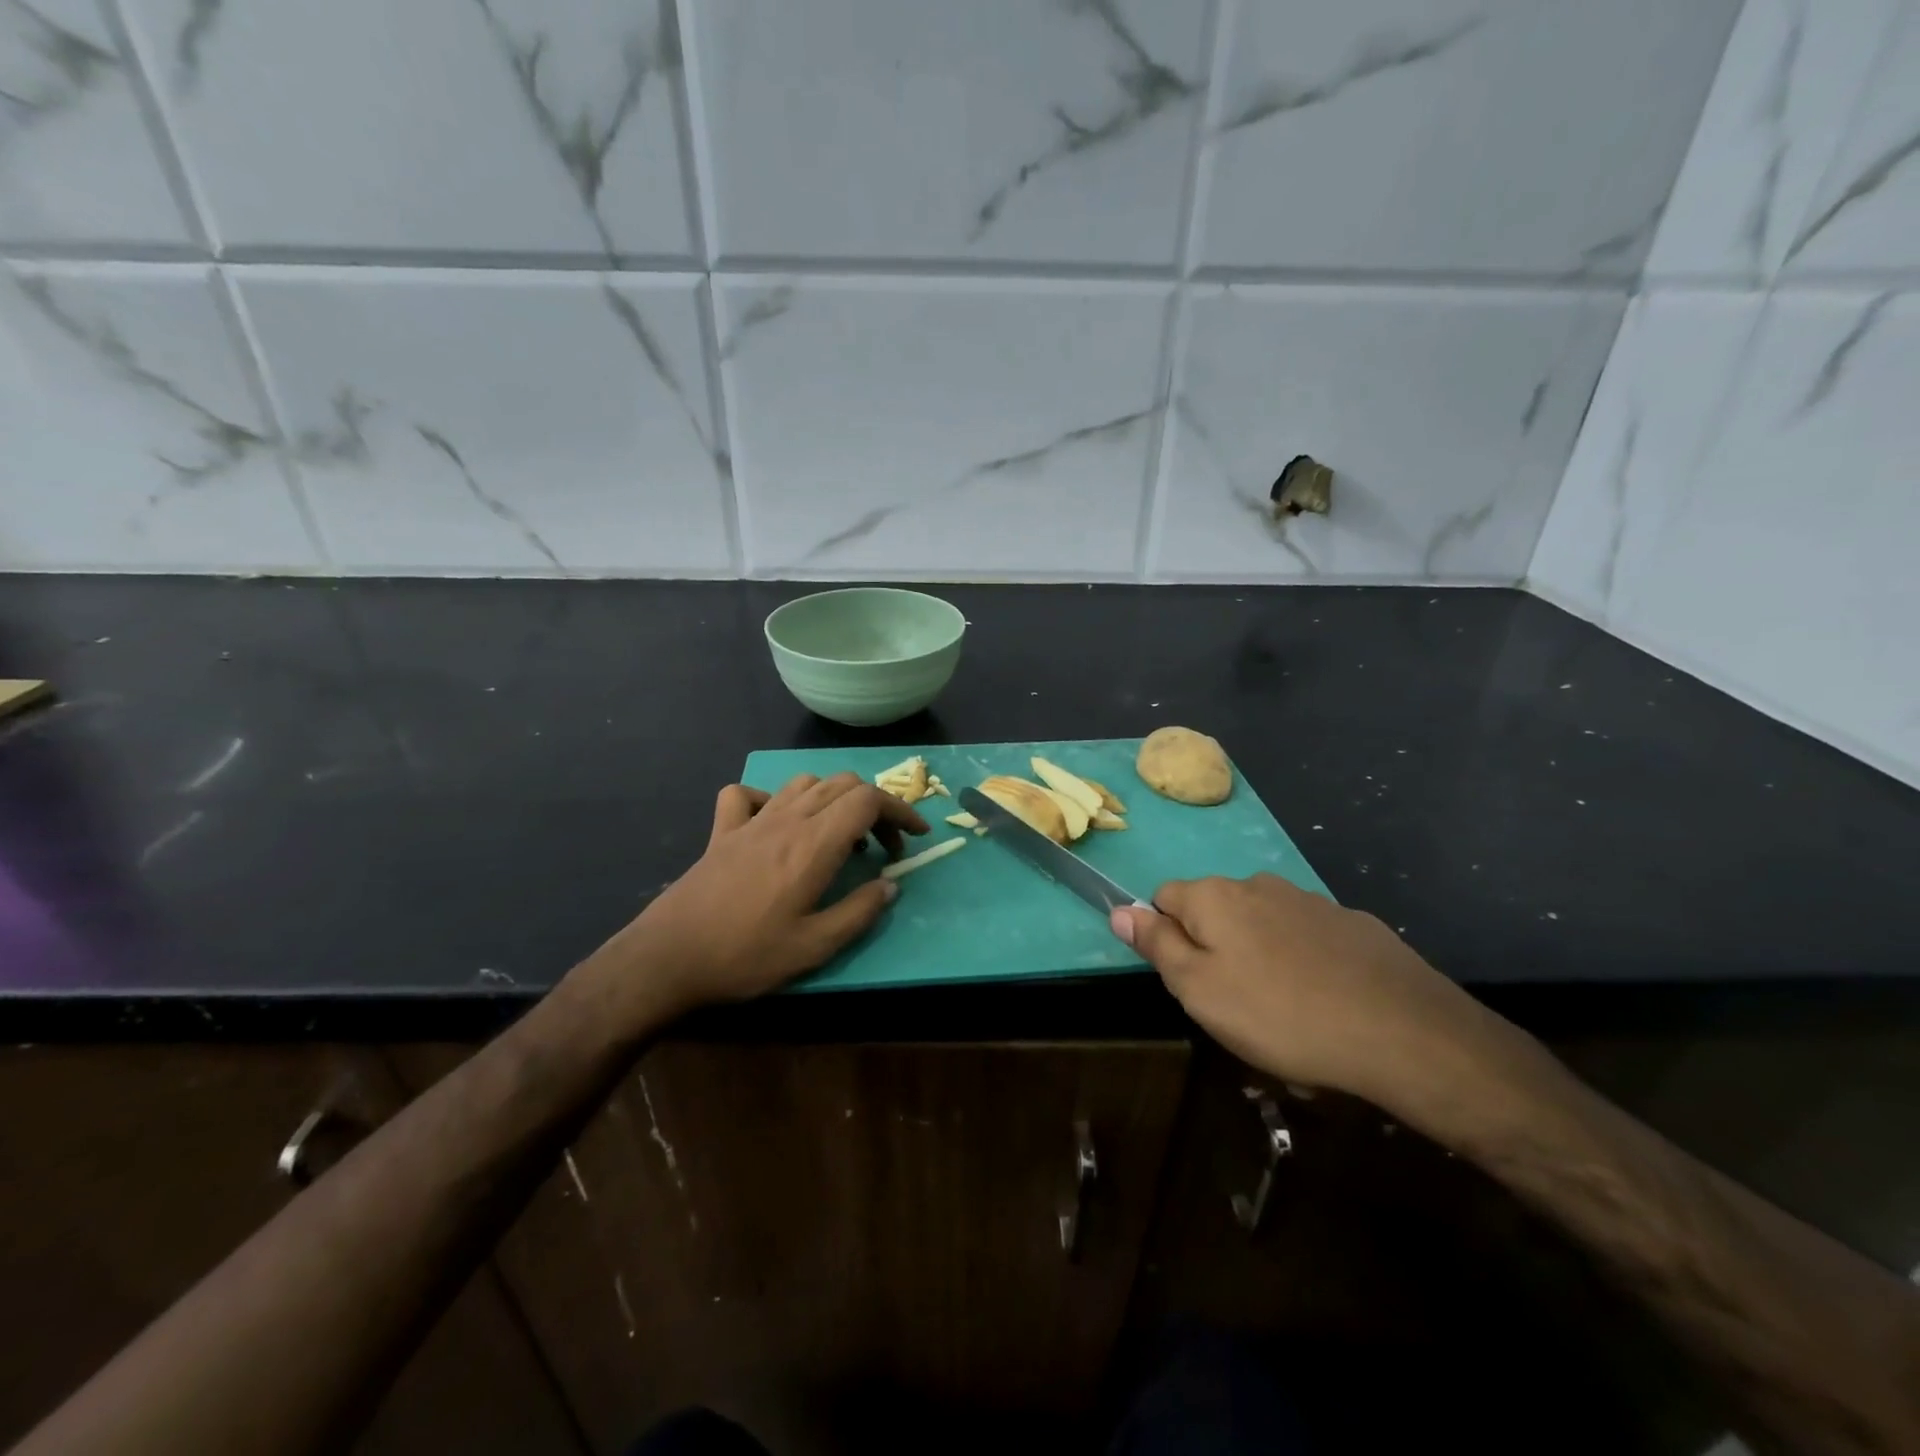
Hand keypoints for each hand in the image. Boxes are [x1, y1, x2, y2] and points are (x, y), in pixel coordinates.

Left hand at [602, 772, 927, 1014]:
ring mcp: (751, 821)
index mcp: (814, 844)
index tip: (915, 836)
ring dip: (832, 799)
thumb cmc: (746, 955)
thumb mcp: (814, 947)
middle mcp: (787, 820)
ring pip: (803, 782)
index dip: (900, 810)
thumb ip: (860, 912)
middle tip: (882, 847)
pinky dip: (771, 799)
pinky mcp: (722, 832)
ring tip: (838, 836)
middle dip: (874, 807)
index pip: (869, 799)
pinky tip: (775, 825)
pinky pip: (748, 794)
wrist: (668, 958)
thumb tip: (890, 885)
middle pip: (843, 784)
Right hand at [1112, 875, 1509, 1112]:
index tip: (1190, 982)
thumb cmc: (1280, 1015)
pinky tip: (1327, 1005)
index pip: (1164, 898)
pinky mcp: (1354, 925)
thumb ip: (1156, 945)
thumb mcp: (1199, 990)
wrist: (1404, 1033)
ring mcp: (1311, 901)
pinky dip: (1305, 965)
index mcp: (1215, 897)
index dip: (1167, 939)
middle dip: (1216, 951)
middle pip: (1216, 913)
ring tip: (1285, 1018)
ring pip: (1264, 928)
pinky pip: (1308, 941)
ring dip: (1261, 960)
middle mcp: (1259, 885)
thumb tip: (1119, 909)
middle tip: (1234, 1008)